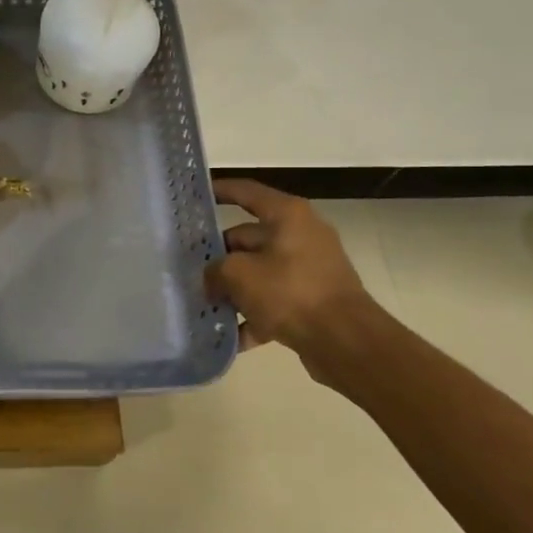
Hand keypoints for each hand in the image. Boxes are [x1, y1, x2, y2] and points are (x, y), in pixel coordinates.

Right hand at [204, 179, 373, 353]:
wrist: (345, 341)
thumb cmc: (290, 292)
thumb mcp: (239, 275)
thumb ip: (215, 271)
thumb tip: (210, 280)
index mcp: (287, 216)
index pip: (246, 193)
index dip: (220, 191)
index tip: (195, 197)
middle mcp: (300, 235)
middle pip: (247, 238)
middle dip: (218, 256)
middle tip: (188, 268)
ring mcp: (308, 268)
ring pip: (258, 272)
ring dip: (232, 289)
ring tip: (202, 303)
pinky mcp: (312, 299)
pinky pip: (273, 301)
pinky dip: (252, 315)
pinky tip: (227, 335)